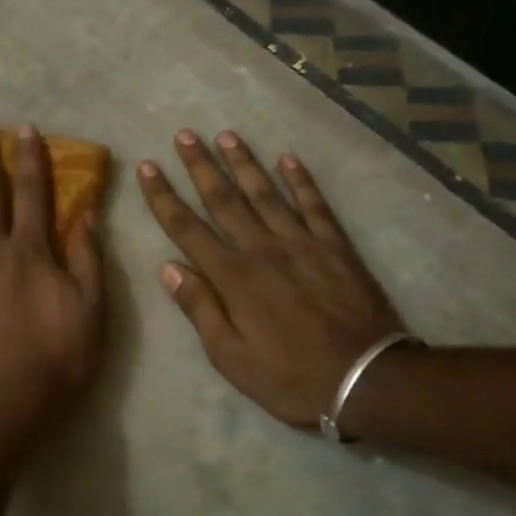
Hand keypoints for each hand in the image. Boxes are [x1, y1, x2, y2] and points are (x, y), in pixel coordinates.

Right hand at [138, 129, 404, 429]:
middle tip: (184, 134)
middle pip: (224, 199)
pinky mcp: (335, 247)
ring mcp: (302, 243)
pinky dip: (302, 180)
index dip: (164, 197)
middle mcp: (262, 249)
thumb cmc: (290, 377)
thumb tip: (168, 267)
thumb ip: (200, 308)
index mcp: (233, 277)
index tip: (148, 168)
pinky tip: (289, 159)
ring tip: (227, 135)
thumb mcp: (231, 357)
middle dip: (200, 166)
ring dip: (244, 163)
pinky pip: (315, 205)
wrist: (367, 380)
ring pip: (266, 193)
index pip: (187, 228)